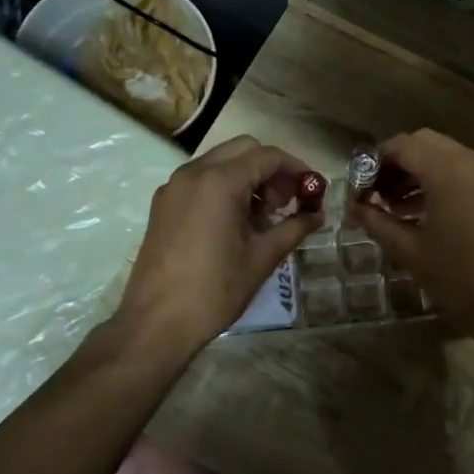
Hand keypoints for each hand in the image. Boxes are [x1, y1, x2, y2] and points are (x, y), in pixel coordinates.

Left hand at [116, 136, 321, 357]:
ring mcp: (174, 187)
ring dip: (247, 178)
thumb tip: (318, 214)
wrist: (156, 322)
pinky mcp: (163, 204)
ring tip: (263, 217)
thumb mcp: (262, 258)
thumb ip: (294, 228)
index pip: (267, 156)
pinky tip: (235, 223)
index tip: (313, 189)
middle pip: (243, 150)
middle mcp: (193, 173)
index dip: (296, 168)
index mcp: (220, 182)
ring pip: (220, 162)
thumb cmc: (214, 290)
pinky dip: (224, 187)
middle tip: (287, 203)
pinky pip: (201, 180)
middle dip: (271, 170)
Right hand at [352, 129, 473, 337]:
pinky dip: (445, 179)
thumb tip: (354, 206)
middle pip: (426, 143)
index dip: (376, 161)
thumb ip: (376, 221)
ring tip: (399, 205)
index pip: (403, 146)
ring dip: (421, 170)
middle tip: (378, 192)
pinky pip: (468, 170)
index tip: (361, 187)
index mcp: (448, 172)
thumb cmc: (458, 280)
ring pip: (448, 154)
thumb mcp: (408, 251)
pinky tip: (430, 211)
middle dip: (398, 162)